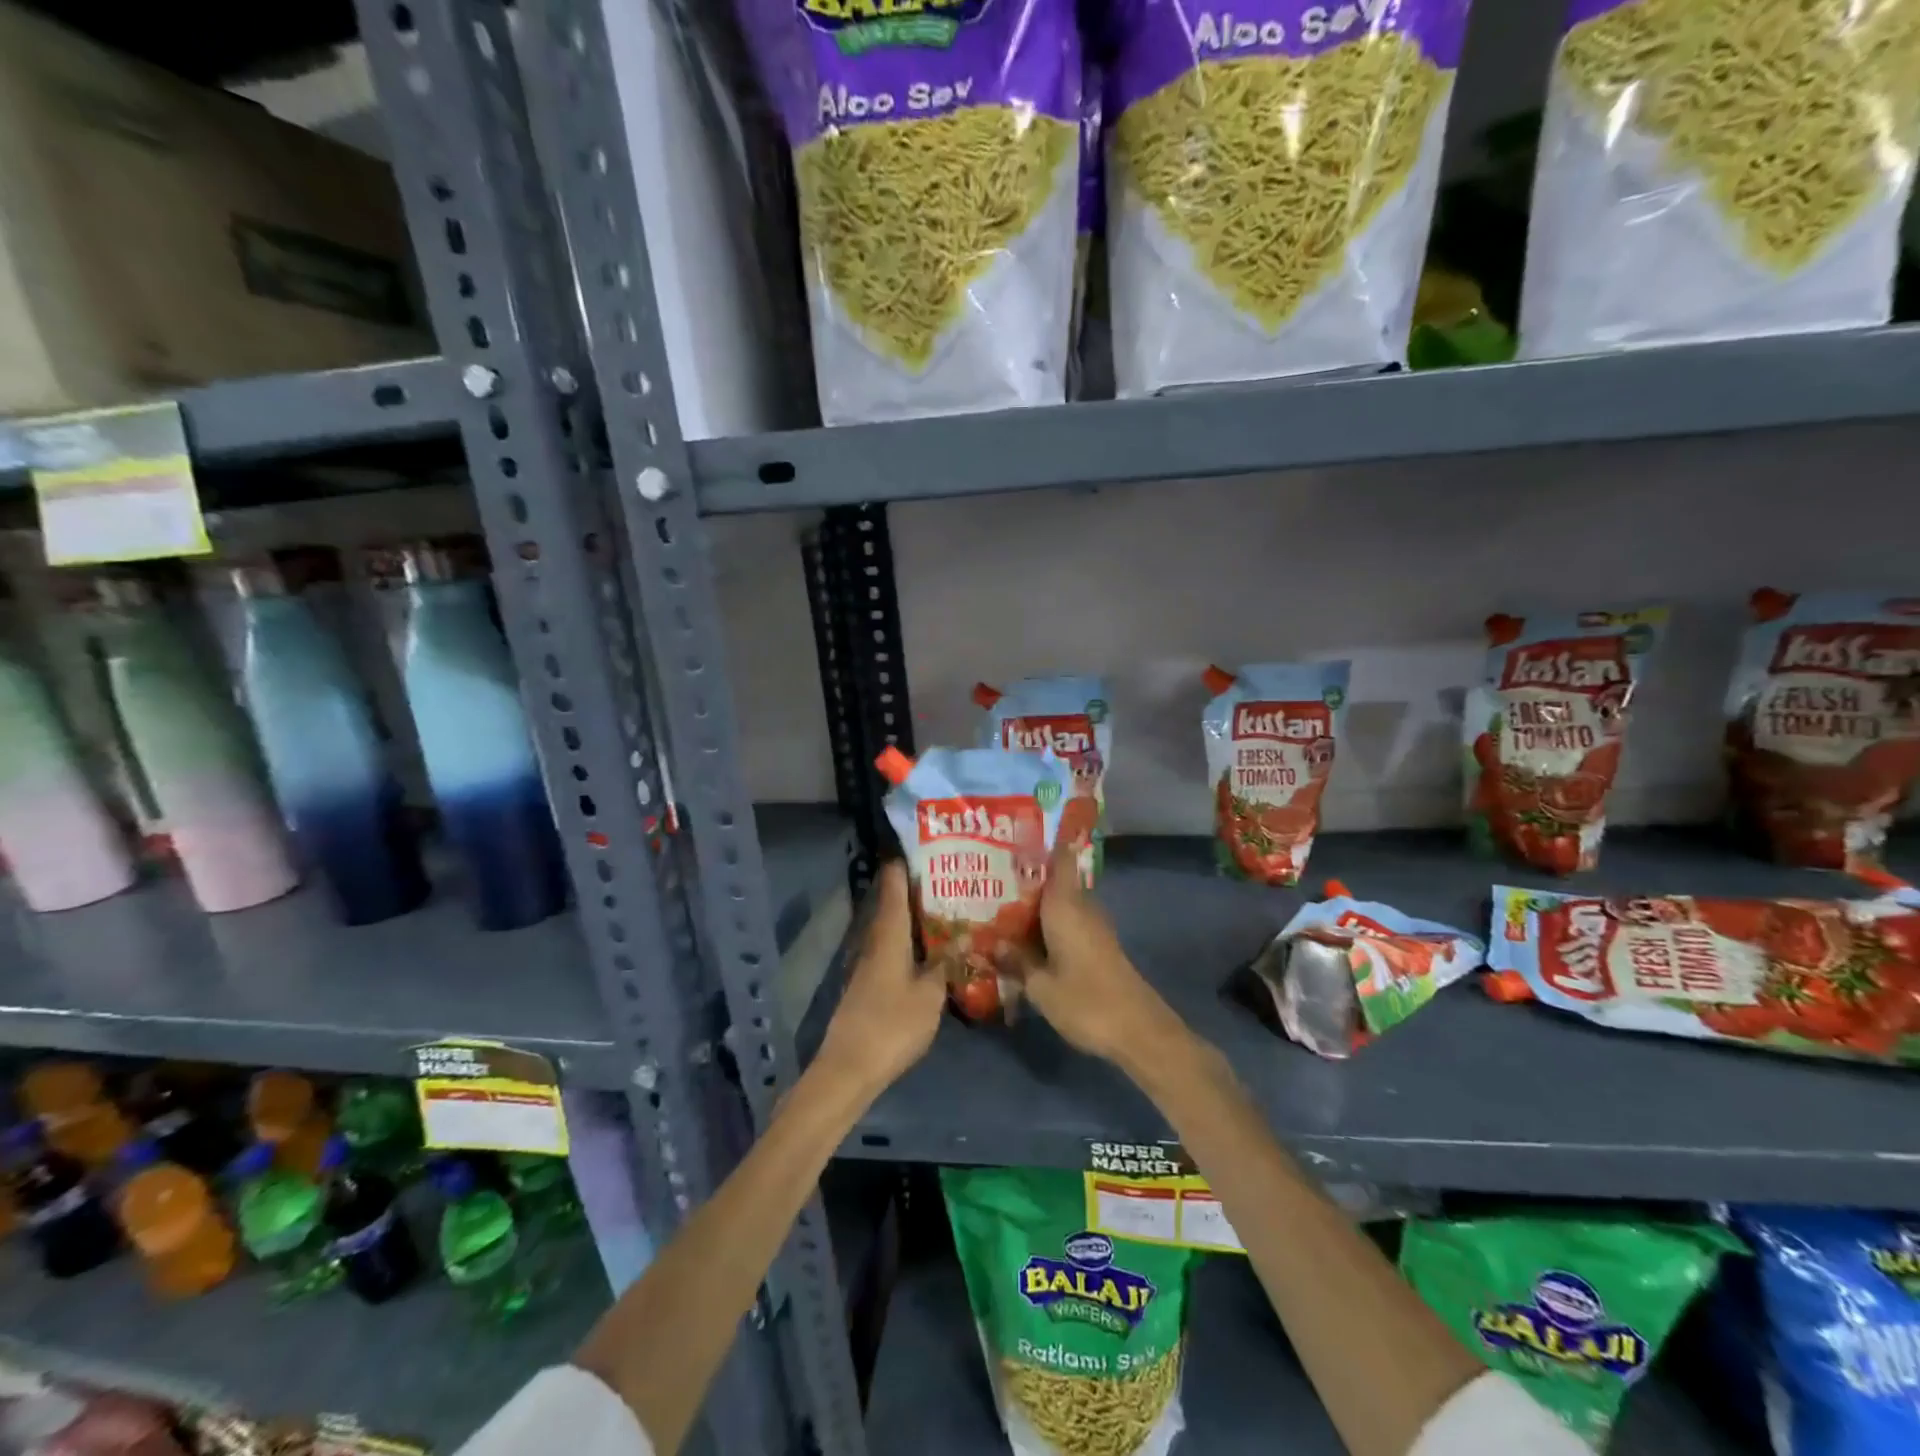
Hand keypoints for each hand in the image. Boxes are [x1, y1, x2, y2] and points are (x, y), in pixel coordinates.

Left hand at [814, 862, 945, 1098]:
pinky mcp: (870, 982)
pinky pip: (894, 947)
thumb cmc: (892, 1024)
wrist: (849, 1067)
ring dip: (916, 915)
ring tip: (949, 905)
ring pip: (894, 926)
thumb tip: (964, 936)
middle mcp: (875, 939)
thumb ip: (946, 963)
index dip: (905, 861)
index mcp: (888, 933)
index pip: (893, 884)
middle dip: (918, 887)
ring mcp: (869, 962)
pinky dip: (912, 939)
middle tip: (951, 874)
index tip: (926, 844)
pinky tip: (932, 946)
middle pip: (894, 903)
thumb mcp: (930, 994)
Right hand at [1006, 837, 1184, 1068]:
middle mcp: (1081, 907)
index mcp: (1066, 905)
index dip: (1043, 840)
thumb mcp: (1040, 985)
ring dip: (1033, 902)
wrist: (1139, 1031)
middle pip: (1053, 880)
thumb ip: (1016, 961)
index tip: (1017, 829)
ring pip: (1058, 903)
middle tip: (988, 872)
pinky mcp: (1097, 946)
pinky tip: (1022, 936)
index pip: (1059, 857)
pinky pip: (1065, 922)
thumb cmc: (1086, 1001)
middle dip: (1025, 875)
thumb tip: (991, 945)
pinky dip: (1045, 923)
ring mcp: (1092, 927)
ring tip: (997, 903)